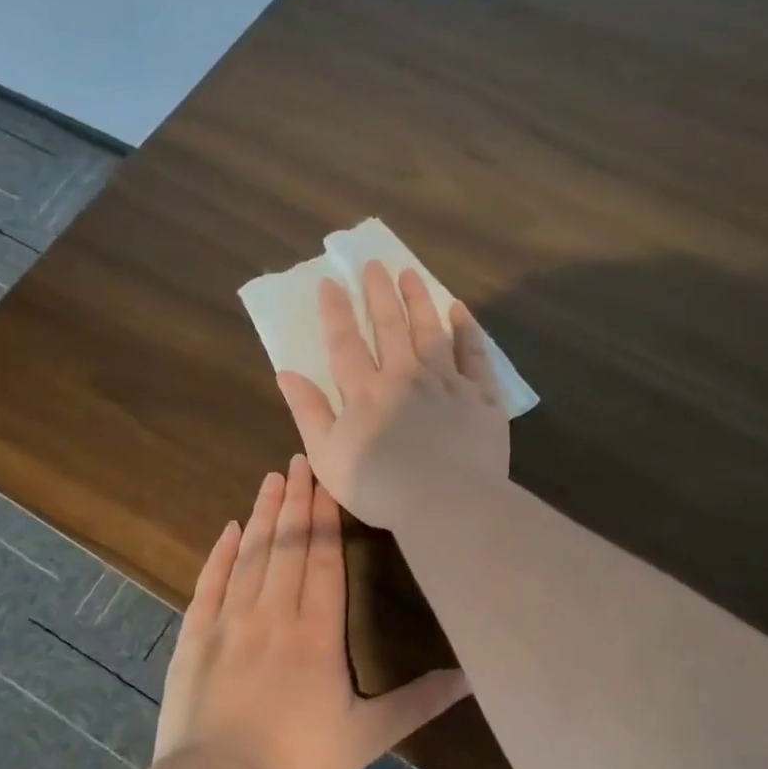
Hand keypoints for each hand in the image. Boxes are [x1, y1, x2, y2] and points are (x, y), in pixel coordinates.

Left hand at [154, 455, 470, 768]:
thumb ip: (418, 702)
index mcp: (316, 632)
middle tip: (299, 459)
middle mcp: (273, 614)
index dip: (325, 517)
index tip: (327, 479)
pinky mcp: (195, 637)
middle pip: (287, 546)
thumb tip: (470, 678)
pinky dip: (219, 554)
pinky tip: (228, 529)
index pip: (323, 560)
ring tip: (272, 478)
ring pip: (250, 556)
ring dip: (262, 515)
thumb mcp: (367, 736)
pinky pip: (209, 583)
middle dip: (296, 501)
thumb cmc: (298, 763)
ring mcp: (229, 622)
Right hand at [275, 261, 509, 529]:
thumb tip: (286, 373)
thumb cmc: (380, 487)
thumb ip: (308, 412)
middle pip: (391, 327)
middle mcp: (406, 376)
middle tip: (375, 264)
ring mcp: (448, 383)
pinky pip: (475, 356)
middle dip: (380, 293)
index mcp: (366, 392)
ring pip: (432, 332)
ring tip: (410, 274)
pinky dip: (468, 331)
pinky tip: (460, 311)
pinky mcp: (481, 398)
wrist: (447, 504)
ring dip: (419, 301)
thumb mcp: (328, 456)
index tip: (330, 282)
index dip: (336, 311)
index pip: (345, 342)